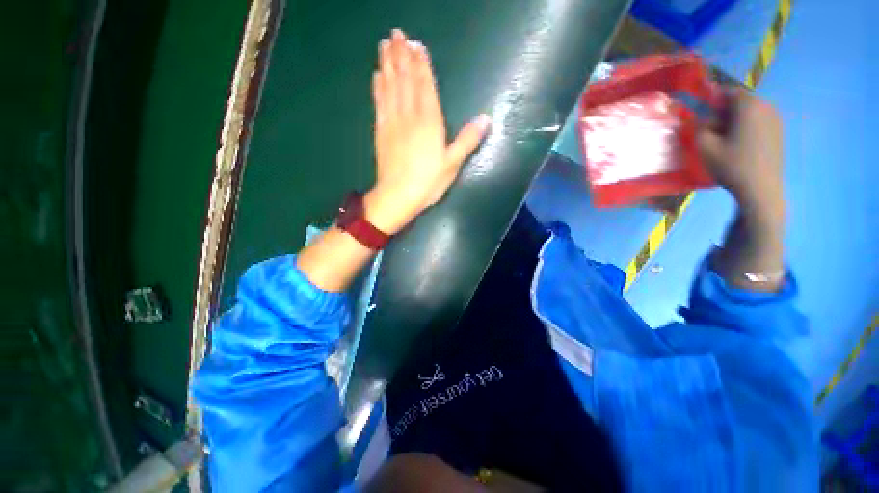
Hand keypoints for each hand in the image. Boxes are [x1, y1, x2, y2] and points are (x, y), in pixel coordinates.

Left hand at [364, 29, 490, 234]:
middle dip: (401, 56)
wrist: (397, 196)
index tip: (416, 45)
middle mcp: (409, 116)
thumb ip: (467, 140)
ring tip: (385, 45)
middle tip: (396, 34)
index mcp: (429, 122)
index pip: (425, 86)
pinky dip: (378, 87)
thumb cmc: (427, 182)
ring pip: (390, 87)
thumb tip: (486, 119)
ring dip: (388, 64)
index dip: (421, 65)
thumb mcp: (452, 164)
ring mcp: (392, 122)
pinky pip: (379, 103)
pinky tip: (377, 76)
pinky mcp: (381, 132)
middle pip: (405, 81)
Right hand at [699, 89, 784, 225]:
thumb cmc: (731, 165)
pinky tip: (739, 144)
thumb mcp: (705, 146)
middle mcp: (766, 107)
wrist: (761, 188)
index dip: (713, 98)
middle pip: (741, 100)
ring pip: (750, 111)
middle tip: (711, 128)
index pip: (729, 91)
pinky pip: (759, 121)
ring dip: (735, 119)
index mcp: (749, 106)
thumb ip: (699, 126)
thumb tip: (701, 118)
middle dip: (724, 110)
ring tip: (724, 137)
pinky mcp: (779, 132)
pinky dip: (747, 126)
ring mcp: (776, 119)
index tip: (701, 111)